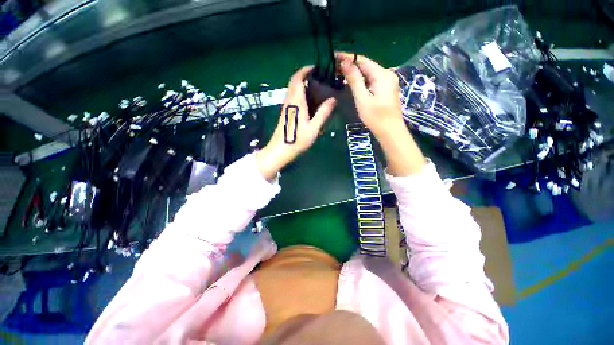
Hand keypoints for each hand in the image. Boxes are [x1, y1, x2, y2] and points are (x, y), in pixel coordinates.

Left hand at [256, 66, 336, 179]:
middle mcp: (289, 101)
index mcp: (296, 102)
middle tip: (318, 77)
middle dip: (304, 74)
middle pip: (294, 81)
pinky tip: (308, 100)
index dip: (305, 70)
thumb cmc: (297, 140)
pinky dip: (299, 92)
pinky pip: (292, 97)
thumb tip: (333, 99)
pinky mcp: (285, 112)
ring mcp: (286, 106)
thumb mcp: (313, 128)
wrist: (280, 150)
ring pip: (292, 89)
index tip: (316, 67)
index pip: (298, 78)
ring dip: (301, 83)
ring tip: (316, 87)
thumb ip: (323, 113)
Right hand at [336, 52, 403, 137]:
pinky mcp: (385, 88)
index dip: (348, 57)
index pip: (362, 60)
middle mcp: (386, 74)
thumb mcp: (362, 99)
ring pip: (368, 72)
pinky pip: (371, 79)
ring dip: (354, 72)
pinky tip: (351, 81)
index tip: (334, 55)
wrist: (390, 131)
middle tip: (334, 66)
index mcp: (382, 75)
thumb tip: (345, 63)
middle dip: (350, 64)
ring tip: (339, 72)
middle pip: (366, 65)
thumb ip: (354, 80)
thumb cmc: (376, 117)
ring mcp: (387, 81)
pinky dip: (360, 79)